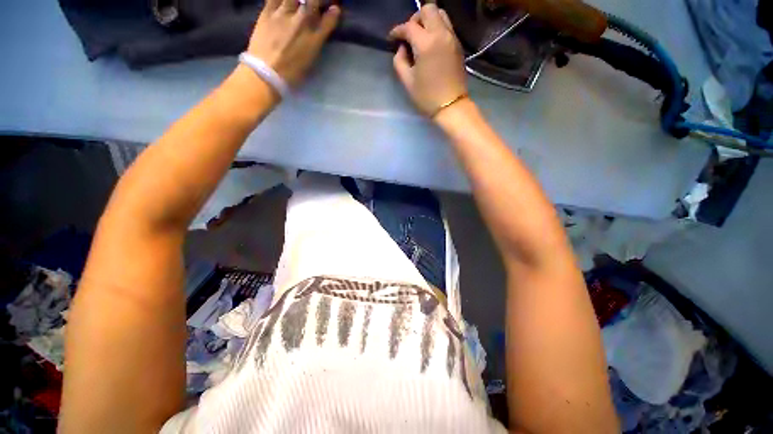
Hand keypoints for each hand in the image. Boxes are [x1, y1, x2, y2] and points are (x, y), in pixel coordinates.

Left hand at [246, 0, 340, 87]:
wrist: (266, 73)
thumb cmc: (291, 74)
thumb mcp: (310, 61)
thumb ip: (316, 43)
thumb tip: (320, 30)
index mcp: (314, 40)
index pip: (330, 19)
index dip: (334, 12)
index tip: (335, 8)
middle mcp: (301, 23)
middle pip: (313, 1)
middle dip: (319, 0)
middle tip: (318, 3)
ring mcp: (283, 14)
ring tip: (301, 2)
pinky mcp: (267, 12)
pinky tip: (284, 2)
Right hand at [389, 5, 467, 116]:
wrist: (451, 106)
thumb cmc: (427, 97)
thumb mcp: (407, 81)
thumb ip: (400, 61)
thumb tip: (402, 48)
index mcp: (426, 44)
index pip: (409, 27)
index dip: (398, 31)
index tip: (392, 39)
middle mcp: (441, 34)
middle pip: (428, 9)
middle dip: (415, 19)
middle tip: (409, 35)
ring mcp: (452, 38)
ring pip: (440, 14)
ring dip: (428, 20)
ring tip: (420, 38)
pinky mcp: (458, 45)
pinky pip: (447, 26)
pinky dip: (437, 28)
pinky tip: (430, 44)